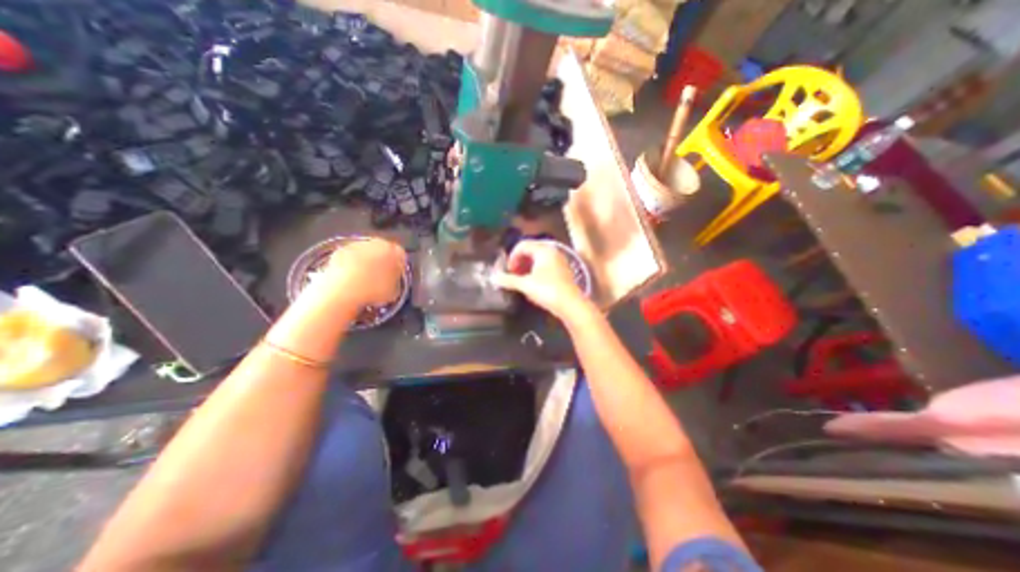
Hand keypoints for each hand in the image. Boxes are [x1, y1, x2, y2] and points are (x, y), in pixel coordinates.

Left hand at [327, 236, 407, 307]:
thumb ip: (396, 281)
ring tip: (363, 283)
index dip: (399, 267)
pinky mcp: (338, 252)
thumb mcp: (394, 291)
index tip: (395, 277)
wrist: (343, 291)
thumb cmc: (373, 290)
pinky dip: (350, 268)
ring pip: (365, 254)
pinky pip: (349, 260)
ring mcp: (355, 246)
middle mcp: (375, 243)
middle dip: (381, 263)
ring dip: (365, 265)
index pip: (401, 255)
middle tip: (380, 279)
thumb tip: (393, 282)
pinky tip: (350, 282)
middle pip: (382, 251)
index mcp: (393, 250)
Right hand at [495, 239, 588, 320]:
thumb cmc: (547, 290)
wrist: (571, 304)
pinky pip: (546, 265)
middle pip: (531, 250)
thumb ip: (509, 280)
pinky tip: (533, 283)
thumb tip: (494, 278)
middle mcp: (553, 251)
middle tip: (513, 273)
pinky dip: (536, 271)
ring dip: (527, 266)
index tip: (508, 270)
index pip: (523, 245)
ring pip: (539, 258)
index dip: (512, 256)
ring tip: (521, 279)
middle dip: (519, 261)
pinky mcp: (563, 271)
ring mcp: (560, 261)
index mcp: (543, 250)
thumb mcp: (526, 285)